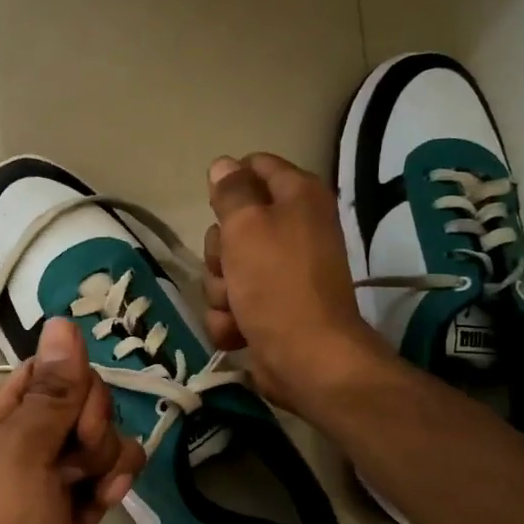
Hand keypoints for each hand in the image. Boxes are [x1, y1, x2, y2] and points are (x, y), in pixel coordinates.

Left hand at [0, 318, 143, 523]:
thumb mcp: (21, 455)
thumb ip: (50, 391)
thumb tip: (62, 320)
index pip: (50, 370)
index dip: (76, 390)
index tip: (77, 427)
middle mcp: (20, 439)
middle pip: (82, 401)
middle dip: (92, 431)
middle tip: (74, 470)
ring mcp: (48, 475)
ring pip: (101, 437)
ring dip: (107, 463)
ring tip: (90, 500)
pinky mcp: (72, 507)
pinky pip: (107, 473)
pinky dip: (109, 488)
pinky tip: (97, 517)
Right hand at [203, 152, 390, 413]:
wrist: (305, 358)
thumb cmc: (277, 283)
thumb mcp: (246, 226)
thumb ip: (232, 191)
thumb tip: (224, 165)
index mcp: (298, 197)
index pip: (255, 166)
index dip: (229, 184)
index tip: (217, 208)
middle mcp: (293, 229)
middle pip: (232, 224)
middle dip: (219, 252)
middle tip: (231, 266)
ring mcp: (281, 272)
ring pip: (226, 268)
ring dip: (222, 291)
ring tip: (238, 307)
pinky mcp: (269, 308)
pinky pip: (232, 303)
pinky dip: (230, 319)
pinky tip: (238, 331)